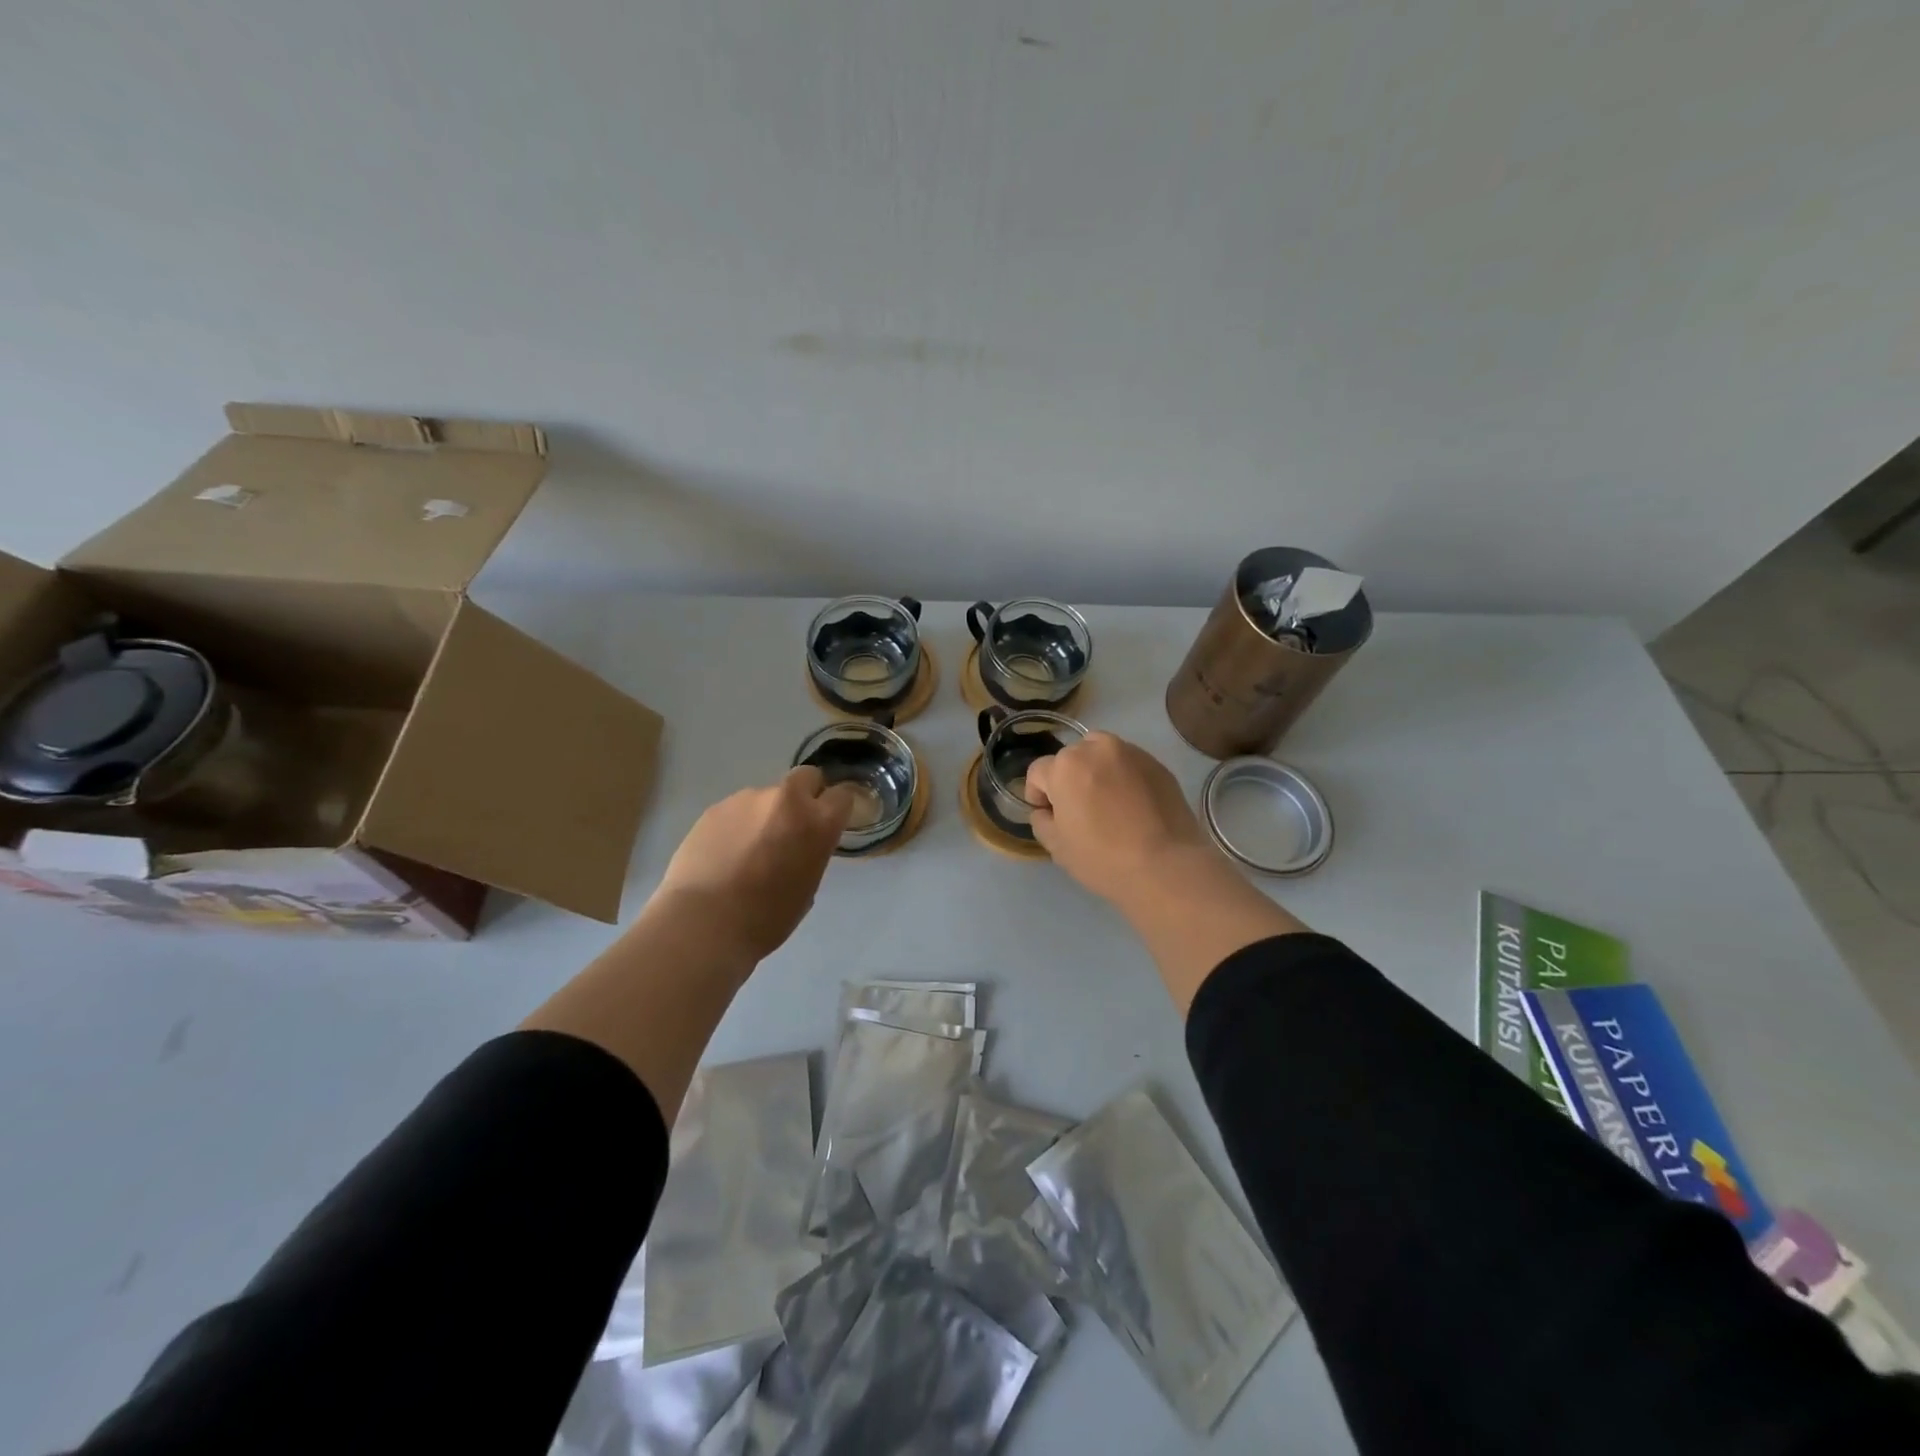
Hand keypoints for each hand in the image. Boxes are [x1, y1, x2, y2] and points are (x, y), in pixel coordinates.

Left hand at [655, 767, 854, 959]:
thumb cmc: (766, 919)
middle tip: (791, 828)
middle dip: (805, 795)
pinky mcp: (715, 807)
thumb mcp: (807, 887)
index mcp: (817, 822)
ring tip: (748, 850)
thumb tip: (801, 844)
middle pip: (806, 777)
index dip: (836, 808)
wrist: (703, 924)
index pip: (842, 795)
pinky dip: (737, 825)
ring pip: (767, 796)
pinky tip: (724, 853)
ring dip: (766, 814)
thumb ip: (812, 852)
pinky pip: (737, 810)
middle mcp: (786, 799)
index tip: (829, 823)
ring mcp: (747, 799)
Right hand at [1022, 732, 1212, 904]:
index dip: (1037, 795)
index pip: (1038, 772)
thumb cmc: (1102, 858)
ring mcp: (1132, 753)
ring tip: (1107, 802)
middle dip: (1068, 779)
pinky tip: (1133, 806)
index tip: (1049, 816)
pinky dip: (1124, 777)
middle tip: (1079, 810)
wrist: (1166, 866)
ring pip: (1101, 754)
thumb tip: (1046, 811)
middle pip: (1071, 758)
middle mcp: (1097, 748)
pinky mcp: (1158, 764)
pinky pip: (1129, 765)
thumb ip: (1041, 821)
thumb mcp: (1057, 846)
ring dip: (1096, 772)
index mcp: (1066, 766)